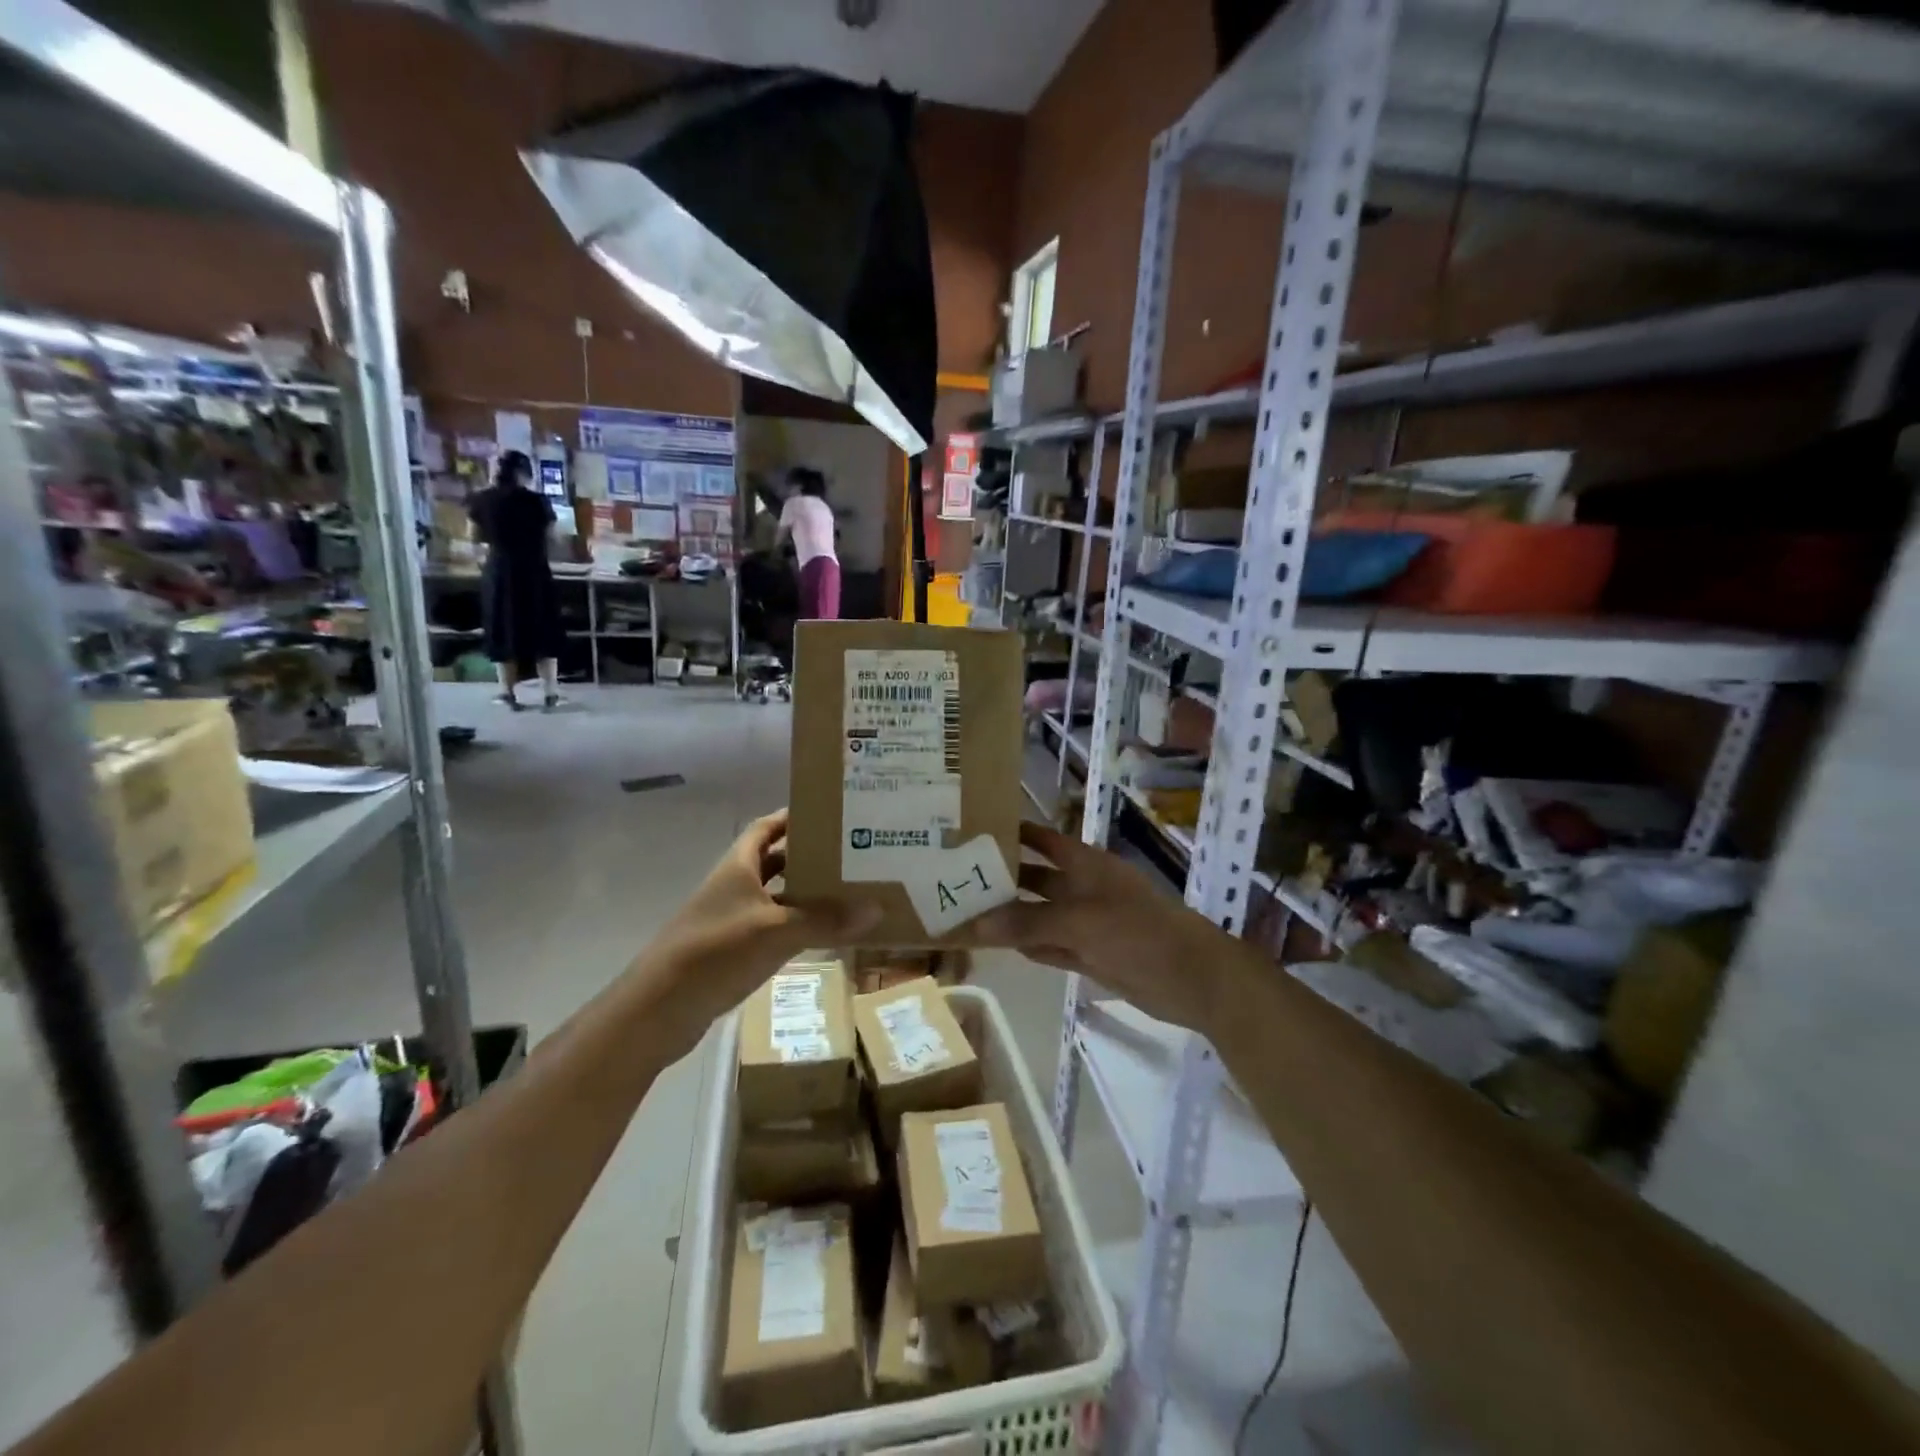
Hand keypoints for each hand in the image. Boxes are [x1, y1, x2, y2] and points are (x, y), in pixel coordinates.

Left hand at [639, 810, 876, 1054]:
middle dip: (809, 855)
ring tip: (848, 889)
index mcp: (738, 867)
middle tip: (851, 853)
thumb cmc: (715, 952)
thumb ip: (825, 920)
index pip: (767, 828)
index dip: (793, 817)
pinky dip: (797, 926)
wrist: (658, 1010)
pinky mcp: (733, 951)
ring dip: (805, 893)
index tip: (829, 812)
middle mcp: (734, 887)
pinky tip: (823, 933)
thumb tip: (877, 908)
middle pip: (775, 861)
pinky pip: (773, 928)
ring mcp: (732, 920)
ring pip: (776, 897)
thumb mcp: (776, 931)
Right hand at [974, 821, 1256, 1038]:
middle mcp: (1082, 888)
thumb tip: (973, 924)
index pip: (1041, 839)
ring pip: (1039, 915)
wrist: (1194, 979)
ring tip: (963, 912)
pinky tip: (997, 945)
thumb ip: (1027, 923)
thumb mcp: (1080, 923)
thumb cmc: (1139, 933)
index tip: (971, 831)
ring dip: (1009, 916)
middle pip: (1035, 878)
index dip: (1012, 833)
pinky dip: (1027, 945)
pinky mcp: (1090, 955)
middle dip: (1002, 878)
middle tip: (954, 878)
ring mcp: (1086, 923)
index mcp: (1085, 864)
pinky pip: (1049, 945)